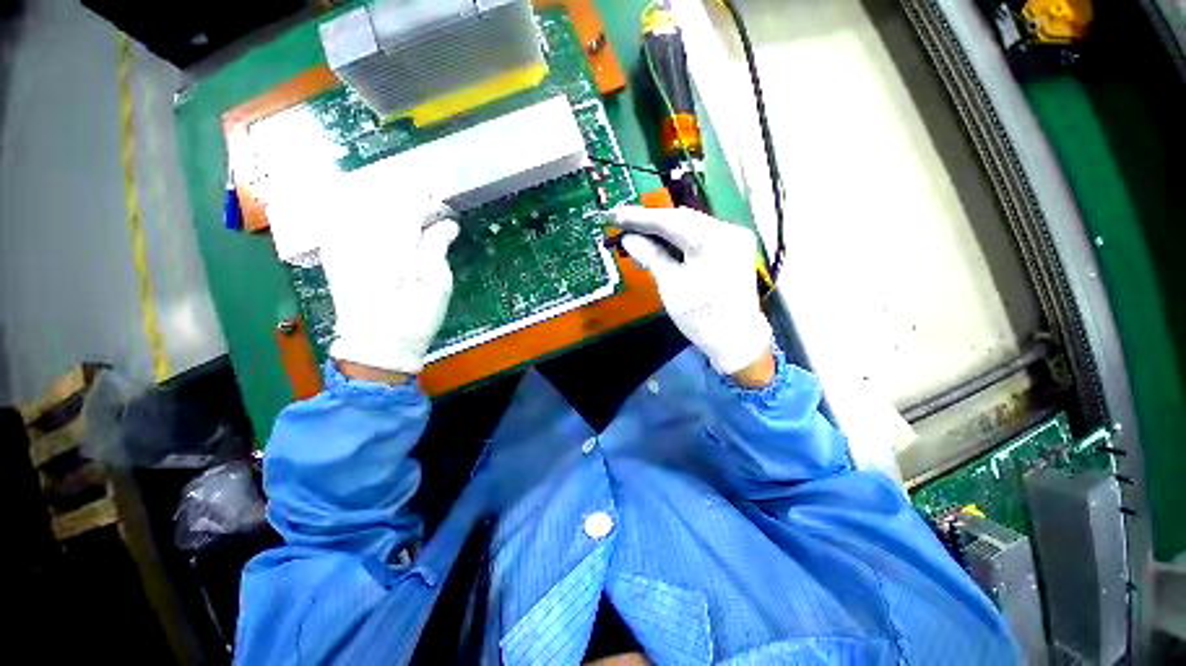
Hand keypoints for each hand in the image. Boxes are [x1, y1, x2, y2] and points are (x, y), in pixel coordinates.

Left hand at [320, 194, 459, 374]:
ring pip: (366, 208)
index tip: (447, 216)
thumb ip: (438, 246)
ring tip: (411, 225)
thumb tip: (448, 225)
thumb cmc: (415, 317)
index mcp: (391, 244)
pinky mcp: (334, 254)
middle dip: (411, 206)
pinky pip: (349, 222)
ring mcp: (342, 244)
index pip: (410, 208)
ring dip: (391, 211)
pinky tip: (386, 234)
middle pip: (386, 202)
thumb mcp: (437, 283)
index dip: (432, 207)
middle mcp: (361, 237)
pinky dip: (370, 221)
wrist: (377, 346)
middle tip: (432, 219)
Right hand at [615, 206, 772, 378]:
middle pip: (682, 219)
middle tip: (625, 225)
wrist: (735, 341)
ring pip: (691, 226)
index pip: (670, 220)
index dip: (640, 218)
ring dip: (664, 230)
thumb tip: (629, 239)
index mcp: (713, 239)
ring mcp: (734, 239)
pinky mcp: (733, 249)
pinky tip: (662, 244)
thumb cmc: (701, 315)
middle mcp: (728, 230)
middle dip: (652, 222)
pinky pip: (700, 237)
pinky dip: (679, 240)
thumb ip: (651, 255)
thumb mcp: (671, 284)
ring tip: (638, 234)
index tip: (616, 216)